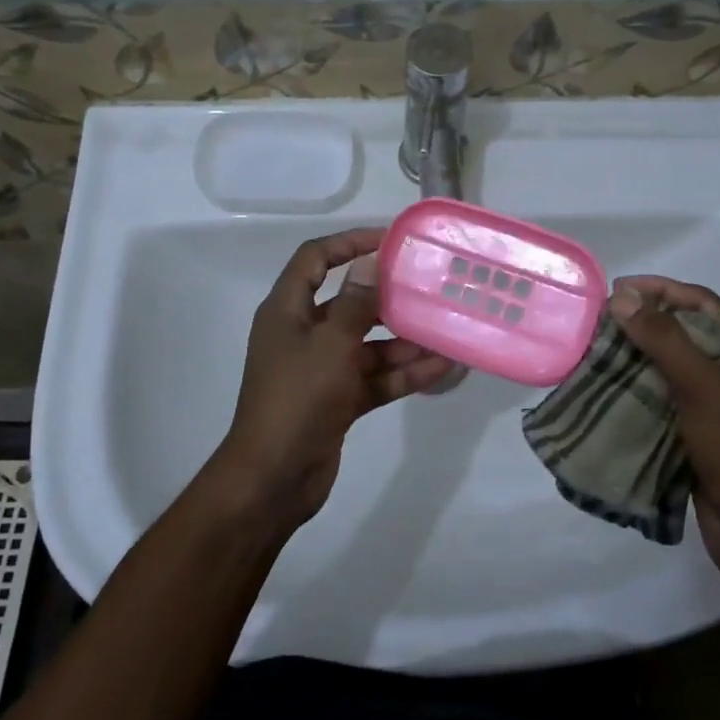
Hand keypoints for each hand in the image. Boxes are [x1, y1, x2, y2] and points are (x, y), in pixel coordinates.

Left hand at [209, 228, 453, 530]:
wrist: (274, 479)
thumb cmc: (297, 399)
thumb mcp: (331, 345)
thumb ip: (355, 303)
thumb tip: (370, 261)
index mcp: (287, 311)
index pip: (315, 259)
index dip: (348, 243)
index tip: (388, 240)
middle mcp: (303, 334)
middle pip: (348, 302)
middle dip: (387, 297)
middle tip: (426, 286)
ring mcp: (320, 369)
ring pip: (367, 344)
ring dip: (403, 341)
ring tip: (446, 331)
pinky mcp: (336, 399)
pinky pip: (374, 377)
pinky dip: (402, 374)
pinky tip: (441, 368)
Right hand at [609, 275, 719, 589]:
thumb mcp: (704, 388)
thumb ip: (664, 340)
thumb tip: (623, 298)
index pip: (702, 304)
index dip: (661, 290)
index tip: (618, 290)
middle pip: (684, 335)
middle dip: (643, 324)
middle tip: (600, 323)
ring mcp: (716, 410)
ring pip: (669, 371)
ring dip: (635, 360)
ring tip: (595, 354)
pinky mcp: (697, 439)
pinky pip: (662, 403)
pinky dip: (635, 394)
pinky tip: (607, 393)